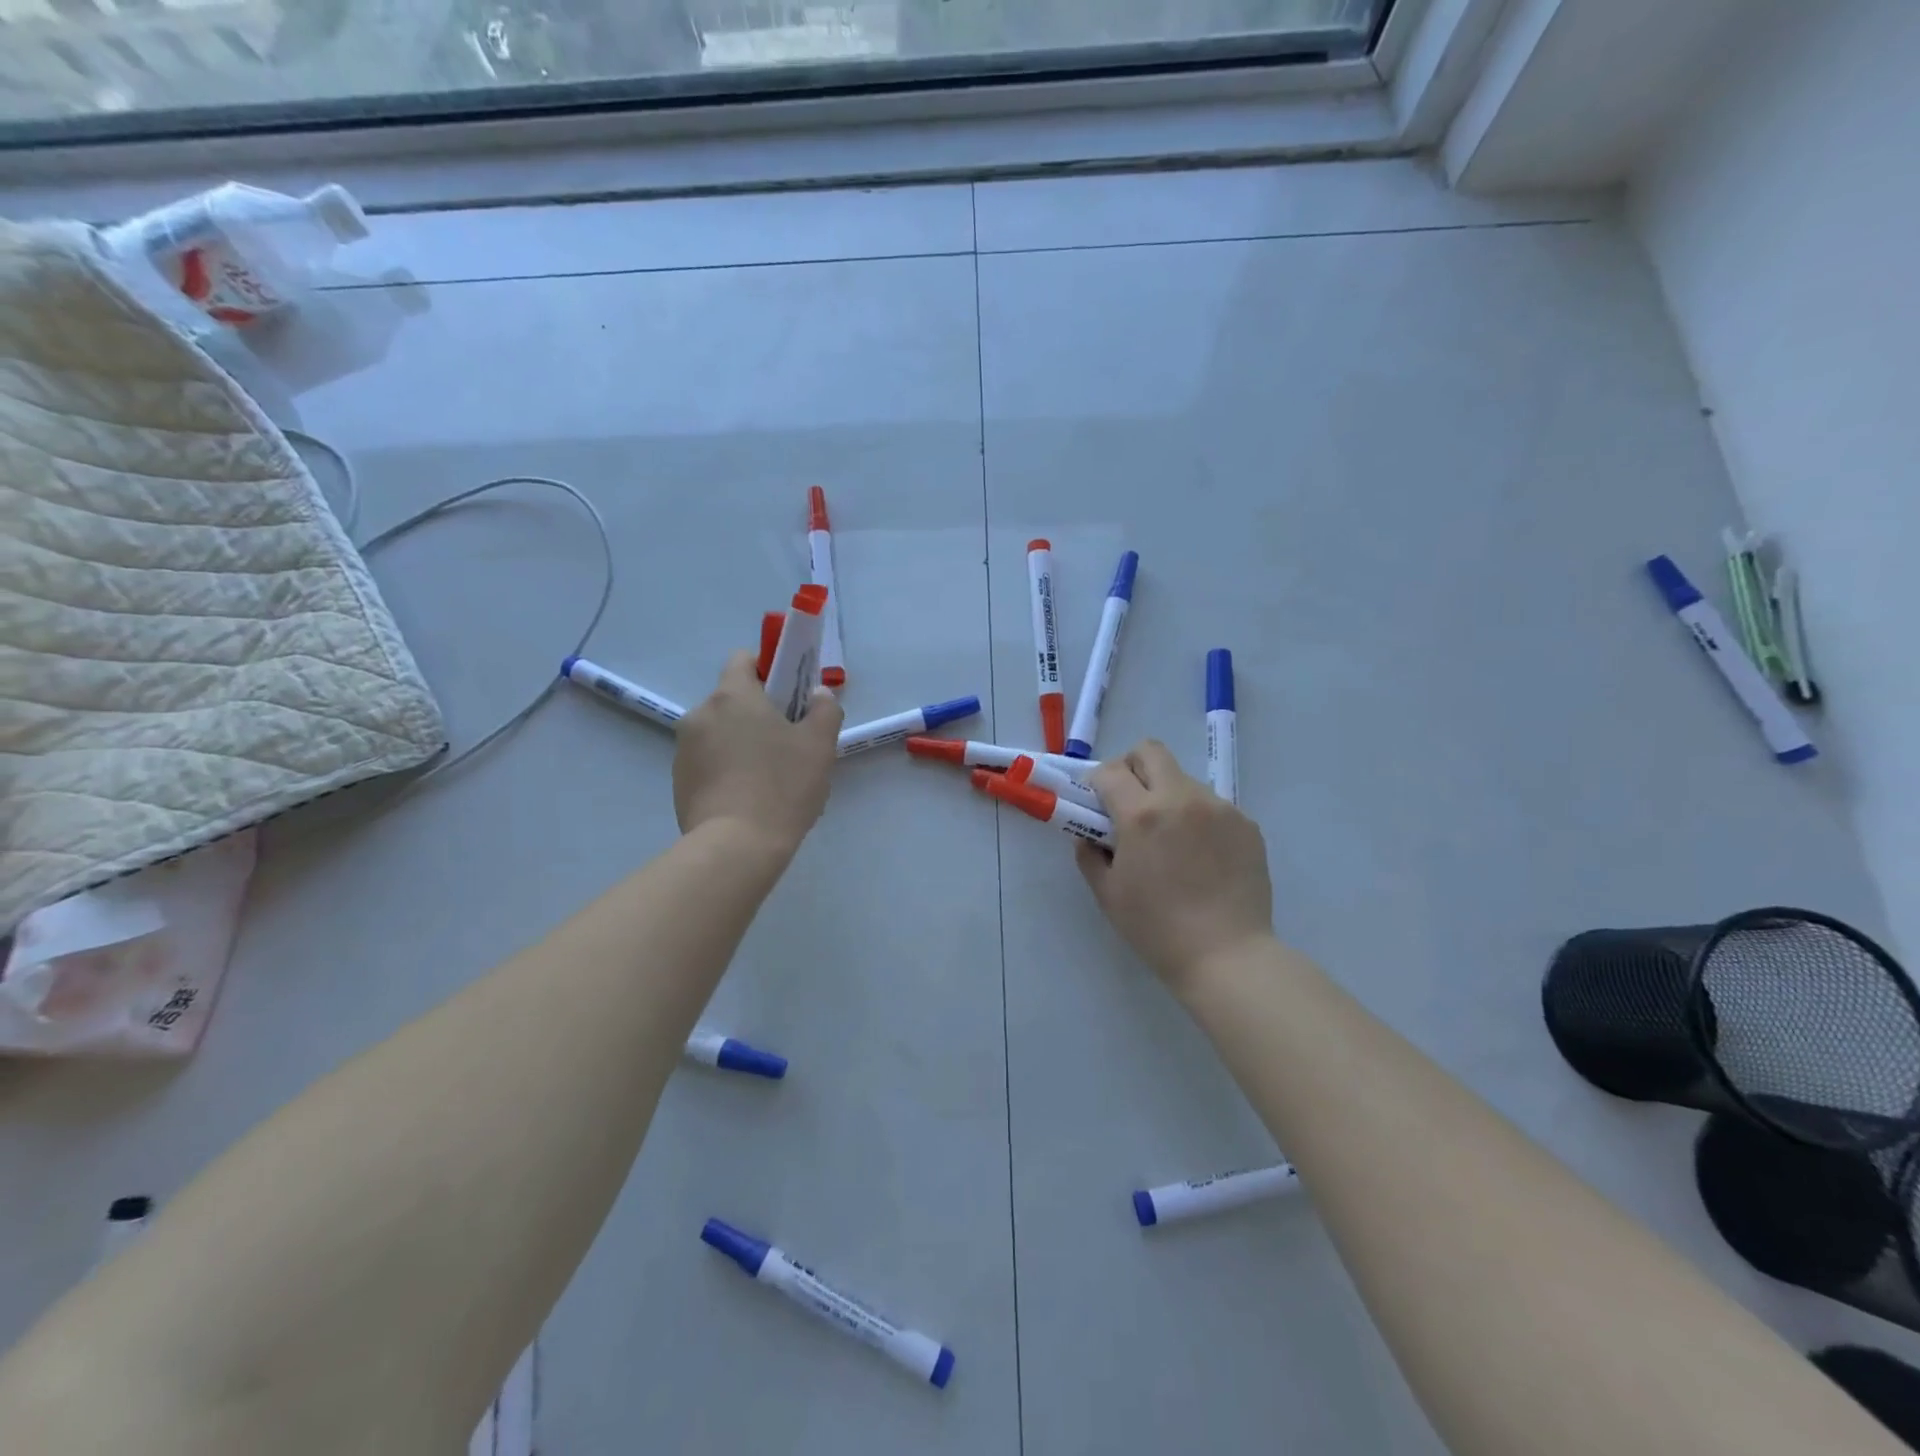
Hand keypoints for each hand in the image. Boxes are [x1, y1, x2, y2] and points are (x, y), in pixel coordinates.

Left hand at [673, 651, 843, 856]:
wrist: (736, 846)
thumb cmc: (783, 785)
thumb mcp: (820, 745)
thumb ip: (824, 709)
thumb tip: (817, 694)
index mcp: (733, 696)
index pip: (744, 660)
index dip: (768, 670)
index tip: (789, 696)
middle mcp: (701, 714)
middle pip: (733, 700)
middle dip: (758, 714)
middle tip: (788, 745)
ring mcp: (683, 749)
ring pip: (720, 733)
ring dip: (741, 744)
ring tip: (769, 780)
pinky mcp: (678, 782)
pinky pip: (708, 763)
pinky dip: (727, 770)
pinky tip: (750, 799)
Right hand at [1077, 740, 1274, 992]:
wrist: (1227, 956)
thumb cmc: (1157, 929)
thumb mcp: (1108, 894)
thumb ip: (1090, 855)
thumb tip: (1089, 835)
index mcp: (1142, 815)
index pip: (1111, 771)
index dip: (1097, 783)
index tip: (1097, 804)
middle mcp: (1182, 799)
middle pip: (1150, 751)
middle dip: (1132, 768)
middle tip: (1129, 802)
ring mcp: (1220, 808)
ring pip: (1183, 779)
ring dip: (1167, 795)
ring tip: (1170, 840)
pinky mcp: (1246, 824)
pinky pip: (1212, 805)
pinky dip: (1197, 818)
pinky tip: (1200, 857)